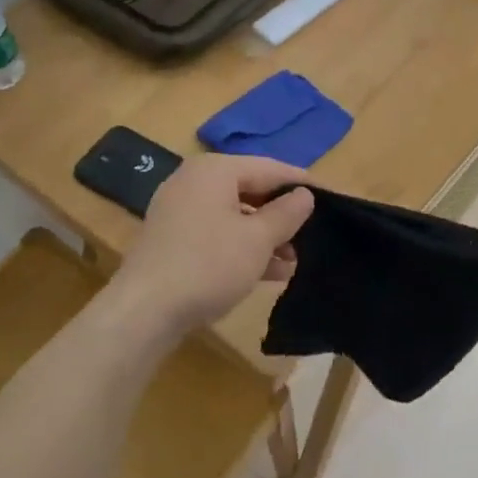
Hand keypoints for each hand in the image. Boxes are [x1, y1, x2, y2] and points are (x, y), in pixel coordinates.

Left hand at [111, 154, 314, 332]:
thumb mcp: (257, 239)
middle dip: (282, 216)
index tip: (332, 198)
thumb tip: (304, 196)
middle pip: (251, 190)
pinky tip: (269, 273)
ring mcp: (180, 211)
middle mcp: (194, 182)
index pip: (270, 168)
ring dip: (265, 237)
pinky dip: (242, 248)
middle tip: (313, 235)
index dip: (301, 184)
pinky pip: (217, 234)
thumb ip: (286, 214)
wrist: (145, 309)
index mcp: (215, 170)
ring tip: (294, 262)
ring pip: (234, 216)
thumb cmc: (209, 264)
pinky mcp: (174, 240)